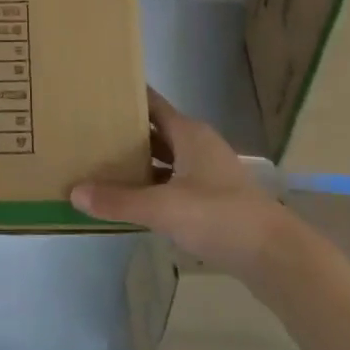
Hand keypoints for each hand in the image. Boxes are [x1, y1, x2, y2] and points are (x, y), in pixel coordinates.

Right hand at [71, 88, 286, 278]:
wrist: (276, 255)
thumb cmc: (219, 216)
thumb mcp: (163, 208)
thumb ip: (119, 200)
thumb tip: (74, 192)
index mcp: (189, 133)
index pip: (152, 104)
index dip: (127, 98)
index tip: (97, 94)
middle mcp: (199, 145)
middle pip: (157, 131)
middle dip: (127, 132)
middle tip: (89, 132)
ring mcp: (209, 172)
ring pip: (166, 158)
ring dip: (141, 161)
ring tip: (104, 164)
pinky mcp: (215, 198)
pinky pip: (175, 181)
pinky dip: (155, 185)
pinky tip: (134, 198)